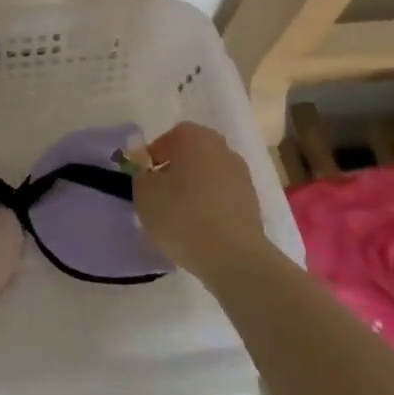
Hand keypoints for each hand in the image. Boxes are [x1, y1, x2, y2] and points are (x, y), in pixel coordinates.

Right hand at [134, 121, 271, 280]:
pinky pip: (222, 198)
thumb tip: (149, 174)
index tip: (145, 180)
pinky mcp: (252, 203)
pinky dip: (210, 207)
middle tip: (160, 196)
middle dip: (175, 171)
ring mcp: (241, 176)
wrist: (233, 257)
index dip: (154, 157)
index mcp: (195, 137)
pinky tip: (200, 230)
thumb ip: (141, 176)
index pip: (169, 138)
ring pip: (208, 176)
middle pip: (191, 155)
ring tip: (180, 218)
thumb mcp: (144, 193)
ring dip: (194, 190)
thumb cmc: (182, 216)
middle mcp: (222, 149)